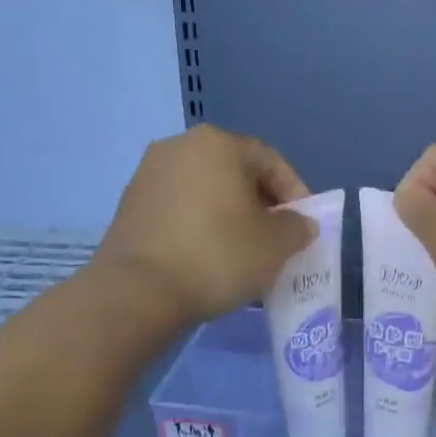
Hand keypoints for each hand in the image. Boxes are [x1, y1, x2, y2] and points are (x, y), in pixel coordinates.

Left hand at [90, 125, 315, 326]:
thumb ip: (297, 227)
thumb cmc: (218, 255)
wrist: (138, 292)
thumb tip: (300, 223)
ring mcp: (149, 174)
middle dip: (261, 204)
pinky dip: (201, 225)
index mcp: (218, 143)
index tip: (305, 226)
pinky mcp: (130, 205)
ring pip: (206, 191)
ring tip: (245, 251)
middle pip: (236, 173)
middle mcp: (180, 147)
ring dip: (230, 215)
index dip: (295, 193)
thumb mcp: (275, 245)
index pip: (271, 162)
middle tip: (277, 238)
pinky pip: (180, 208)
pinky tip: (210, 256)